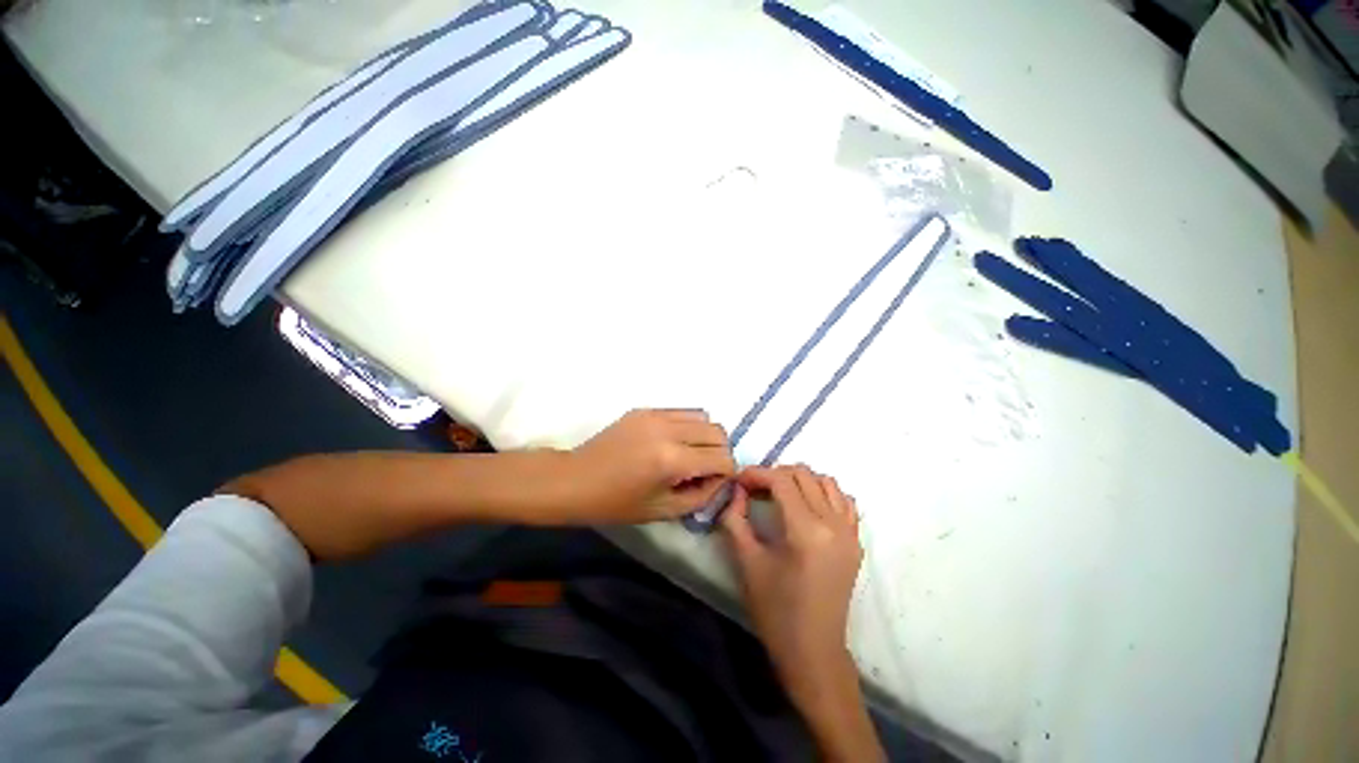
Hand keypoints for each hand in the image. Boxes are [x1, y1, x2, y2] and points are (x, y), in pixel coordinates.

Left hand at [565, 409, 735, 522]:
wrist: (575, 480)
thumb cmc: (616, 504)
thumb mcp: (664, 510)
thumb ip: (702, 495)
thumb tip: (721, 478)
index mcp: (672, 460)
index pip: (722, 458)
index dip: (726, 473)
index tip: (714, 483)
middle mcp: (668, 431)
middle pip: (718, 432)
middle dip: (719, 453)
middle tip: (704, 470)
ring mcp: (656, 415)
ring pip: (703, 417)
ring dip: (705, 437)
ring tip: (689, 454)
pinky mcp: (646, 409)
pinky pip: (681, 412)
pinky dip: (687, 427)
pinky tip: (671, 442)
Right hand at [721, 465, 862, 694]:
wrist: (813, 650)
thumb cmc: (775, 610)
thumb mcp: (747, 562)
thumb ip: (735, 519)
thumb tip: (736, 490)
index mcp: (806, 530)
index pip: (782, 481)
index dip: (757, 474)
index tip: (739, 481)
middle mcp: (834, 524)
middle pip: (804, 475)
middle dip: (775, 474)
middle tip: (754, 489)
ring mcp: (850, 532)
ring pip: (826, 482)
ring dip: (800, 480)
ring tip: (779, 494)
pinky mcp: (856, 542)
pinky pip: (844, 501)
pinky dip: (823, 493)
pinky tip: (806, 506)